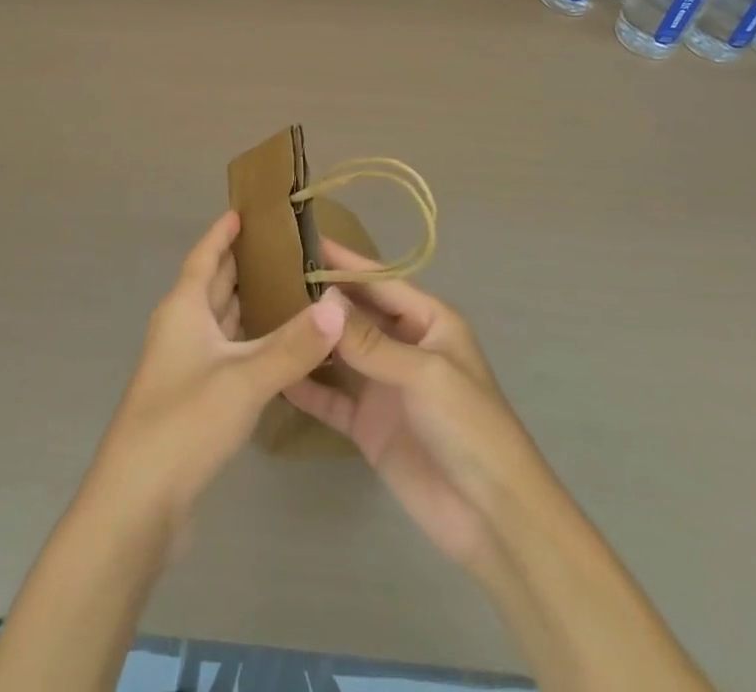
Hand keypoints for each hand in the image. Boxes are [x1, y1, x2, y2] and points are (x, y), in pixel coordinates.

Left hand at [90, 211, 348, 528]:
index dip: (221, 234)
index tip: (243, 211)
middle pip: (212, 284)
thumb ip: (293, 345)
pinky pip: (224, 351)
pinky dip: (248, 340)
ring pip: (219, 319)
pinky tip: (275, 346)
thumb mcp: (244, 379)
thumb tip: (337, 307)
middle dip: (241, 263)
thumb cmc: (184, 422)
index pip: (203, 257)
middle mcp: (180, 328)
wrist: (137, 502)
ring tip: (287, 287)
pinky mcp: (192, 398)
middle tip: (284, 247)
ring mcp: (183, 365)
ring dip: (246, 302)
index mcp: (183, 309)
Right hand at [283, 240, 545, 577]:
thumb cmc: (470, 427)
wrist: (492, 519)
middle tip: (268, 274)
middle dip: (320, 296)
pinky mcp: (367, 424)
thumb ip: (371, 340)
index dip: (345, 261)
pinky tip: (275, 371)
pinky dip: (306, 385)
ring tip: (262, 314)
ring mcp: (383, 385)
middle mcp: (403, 345)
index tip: (303, 237)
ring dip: (310, 337)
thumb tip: (323, 302)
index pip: (380, 280)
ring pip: (339, 351)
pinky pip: (330, 396)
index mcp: (429, 322)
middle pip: (356, 312)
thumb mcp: (424, 373)